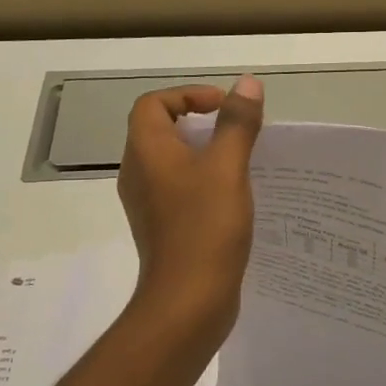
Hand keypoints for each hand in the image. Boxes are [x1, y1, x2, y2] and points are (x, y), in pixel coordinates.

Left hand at [117, 78, 264, 338]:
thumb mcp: (227, 167)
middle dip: (200, 123)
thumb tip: (246, 84)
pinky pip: (181, 189)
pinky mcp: (164, 227)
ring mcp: (149, 204)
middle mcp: (139, 174)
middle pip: (161, 130)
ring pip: (173, 162)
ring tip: (242, 160)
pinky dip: (204, 181)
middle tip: (237, 131)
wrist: (188, 301)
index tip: (224, 107)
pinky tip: (235, 196)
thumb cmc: (205, 227)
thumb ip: (237, 123)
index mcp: (146, 152)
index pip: (153, 104)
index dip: (187, 95)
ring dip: (205, 153)